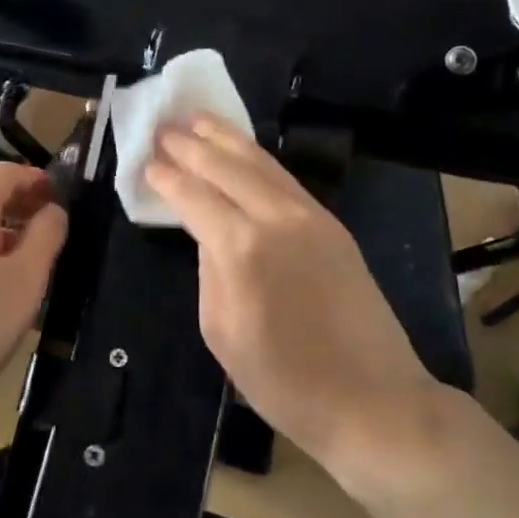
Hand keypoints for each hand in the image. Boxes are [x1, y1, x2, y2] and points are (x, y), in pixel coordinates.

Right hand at [145, 116, 446, 483]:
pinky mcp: (332, 224)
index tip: (146, 160)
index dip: (167, 176)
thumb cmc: (285, 381)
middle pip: (226, 165)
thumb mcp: (222, 332)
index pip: (194, 195)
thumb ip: (209, 271)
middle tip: (163, 126)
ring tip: (198, 118)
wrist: (373, 400)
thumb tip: (209, 235)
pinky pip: (284, 178)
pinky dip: (257, 157)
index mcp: (241, 249)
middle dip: (191, 144)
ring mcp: (310, 216)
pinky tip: (242, 150)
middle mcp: (276, 218)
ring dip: (225, 137)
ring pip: (260, 162)